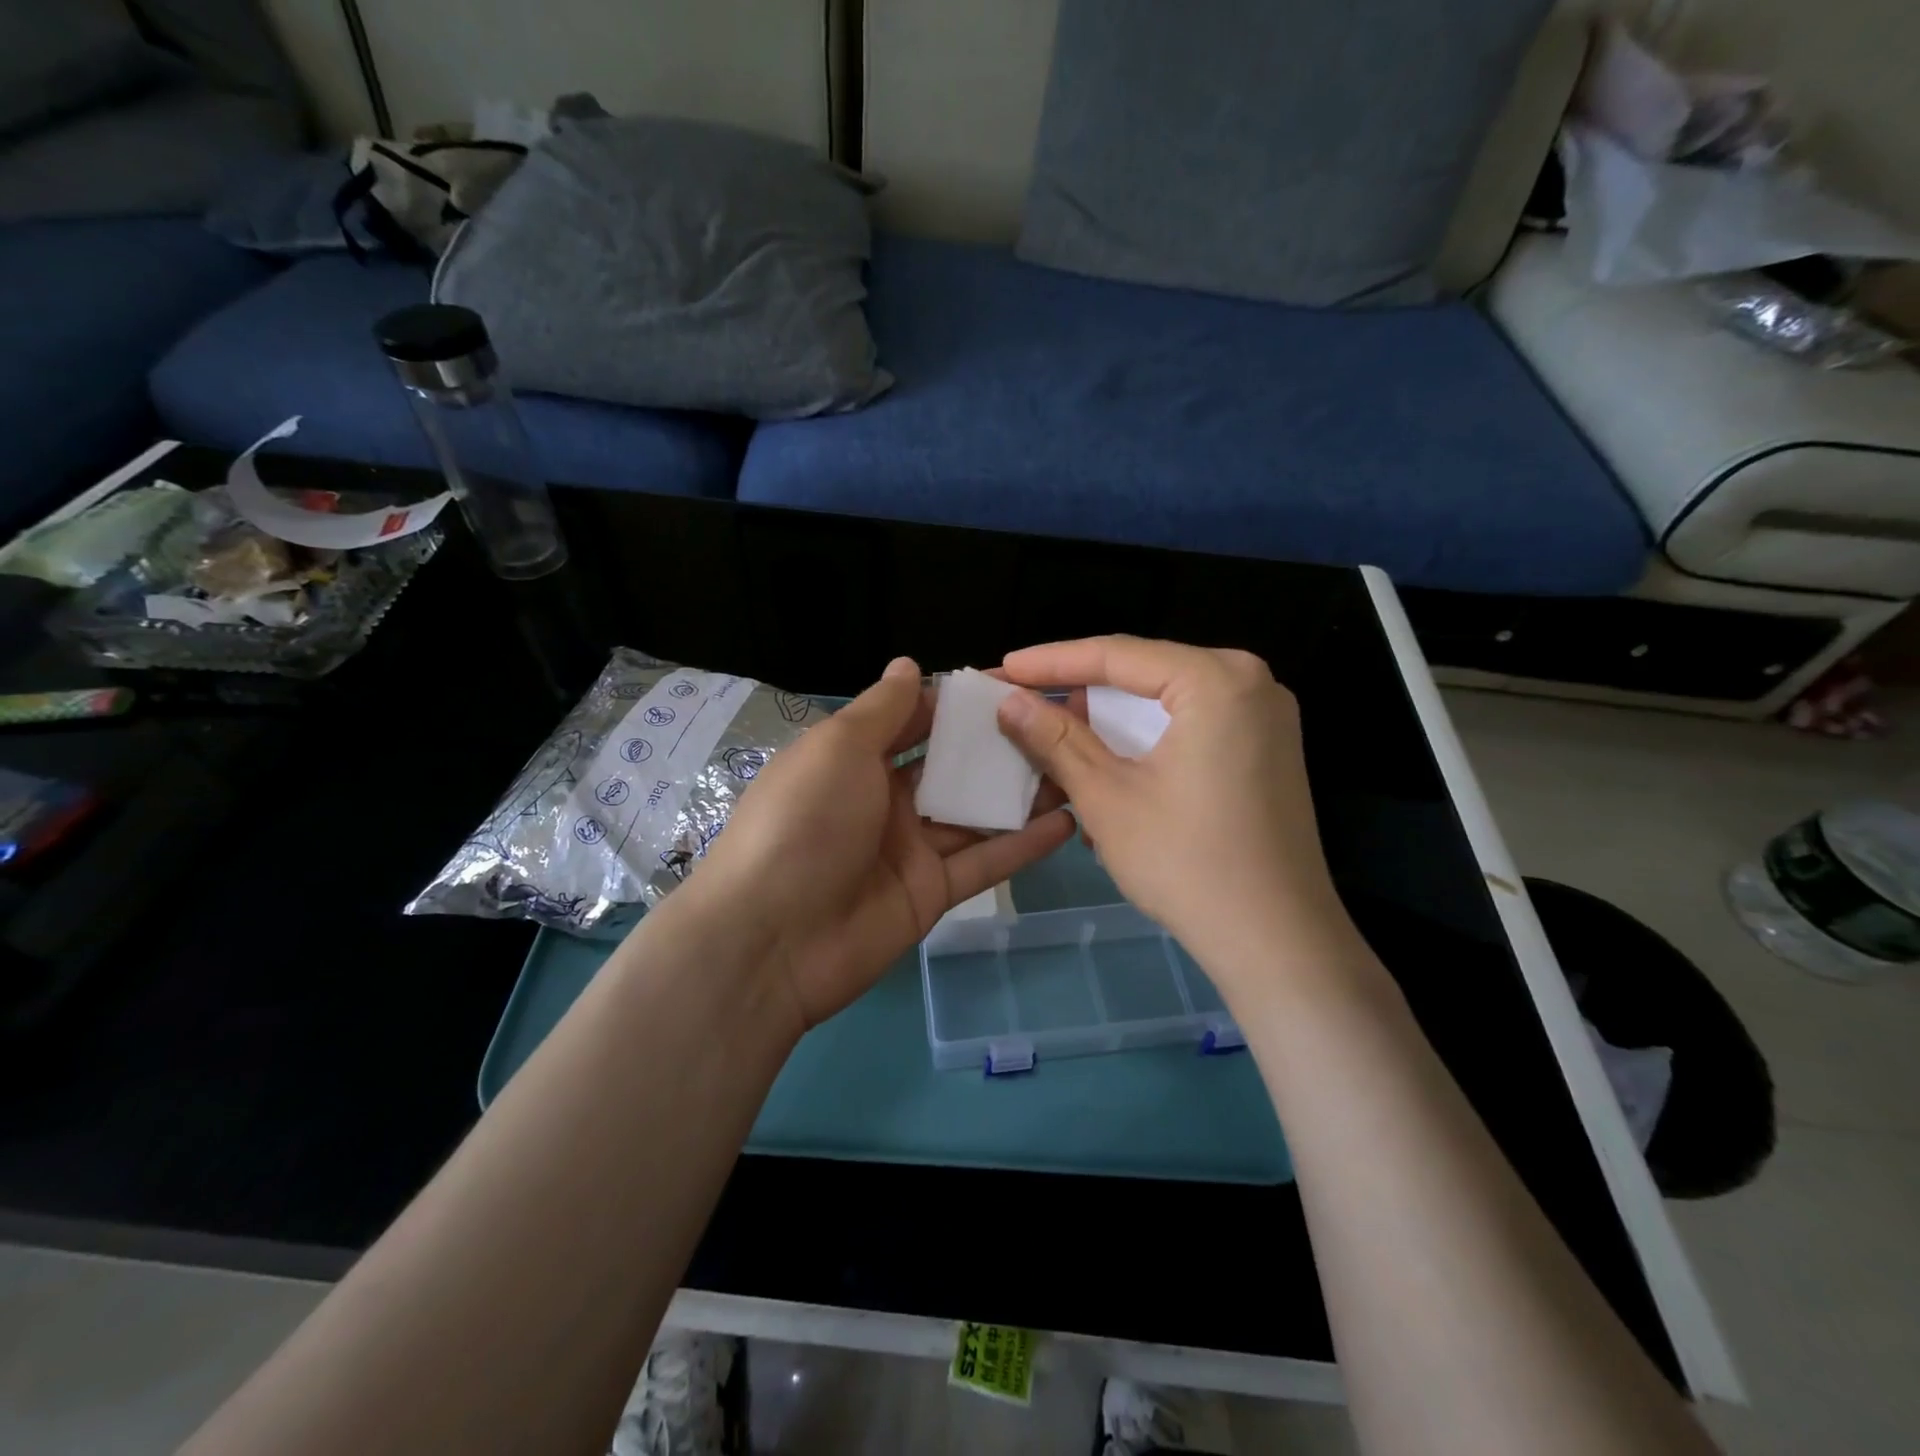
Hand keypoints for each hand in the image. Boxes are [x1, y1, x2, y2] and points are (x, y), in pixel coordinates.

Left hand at [693, 656, 1074, 1029]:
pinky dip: (1023, 844)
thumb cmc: (803, 822)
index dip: (958, 702)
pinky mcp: (932, 893)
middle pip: (952, 767)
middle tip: (1059, 724)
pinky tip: (1068, 822)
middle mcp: (885, 800)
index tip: (1012, 684)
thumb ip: (882, 710)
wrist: (772, 940)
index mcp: (855, 760)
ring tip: (1076, 767)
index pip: (915, 721)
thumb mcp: (837, 749)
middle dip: (998, 746)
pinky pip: (984, 862)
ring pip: (975, 813)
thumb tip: (909, 664)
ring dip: (1019, 793)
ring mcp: (911, 849)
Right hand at [996, 636, 1351, 996]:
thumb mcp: (1106, 796)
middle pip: (1144, 674)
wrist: (1277, 941)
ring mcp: (1266, 717)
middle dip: (1081, 693)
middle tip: (1025, 706)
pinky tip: (1106, 764)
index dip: (1051, 662)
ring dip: (1110, 722)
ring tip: (1055, 739)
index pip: (1117, 655)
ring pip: (1165, 703)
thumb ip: (1055, 739)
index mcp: (1217, 679)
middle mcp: (1250, 682)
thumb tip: (1009, 701)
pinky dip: (1146, 741)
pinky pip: (1191, 726)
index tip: (1003, 668)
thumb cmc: (1186, 863)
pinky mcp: (1267, 751)